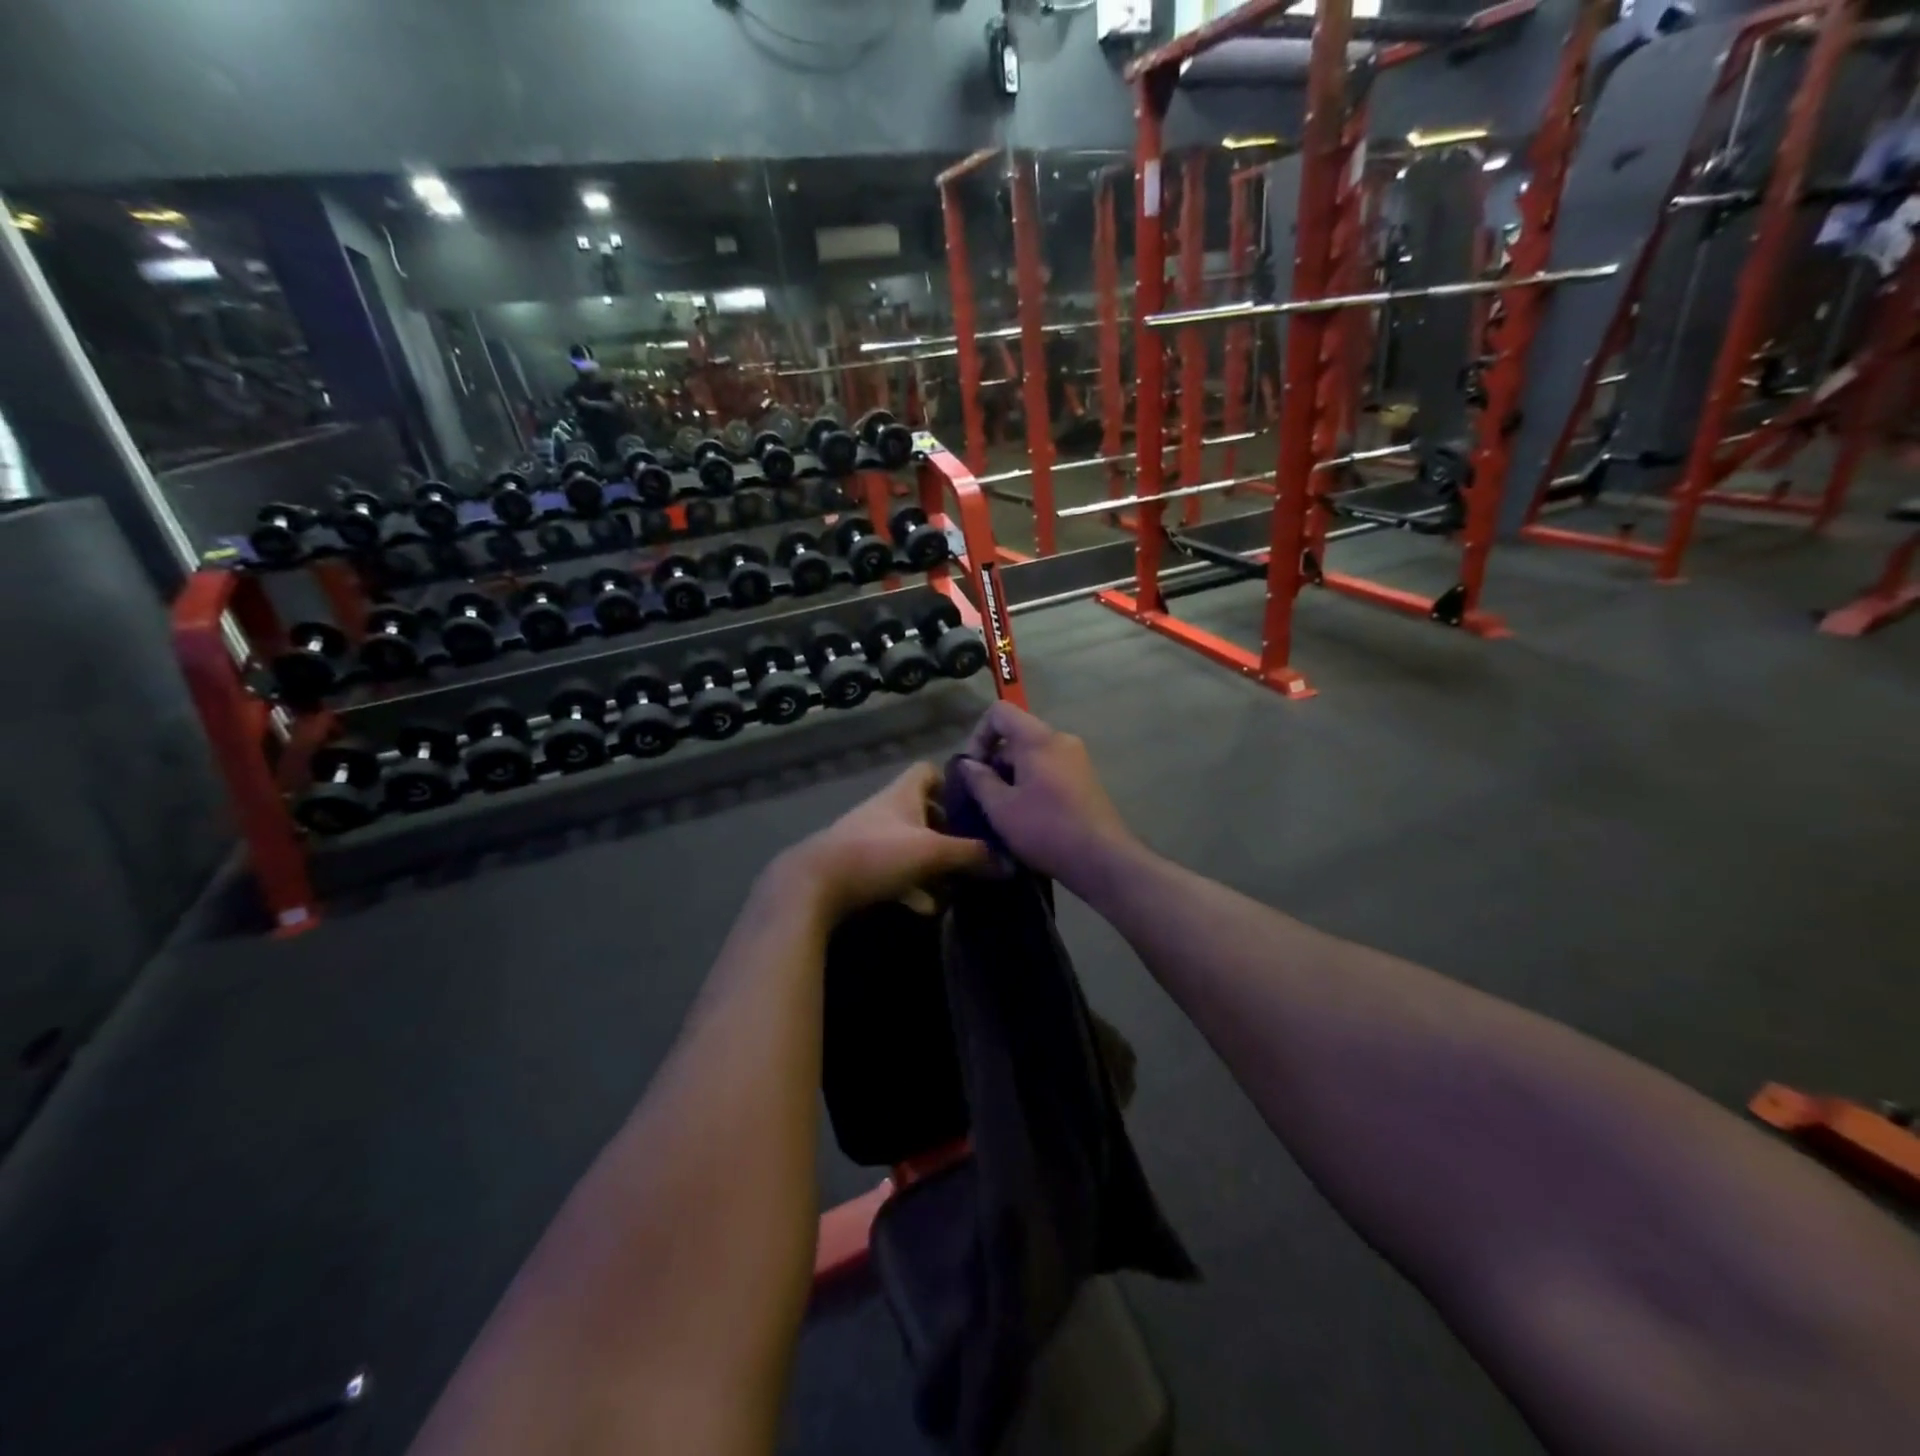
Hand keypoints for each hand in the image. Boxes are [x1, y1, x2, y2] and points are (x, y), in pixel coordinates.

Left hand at [770, 764, 990, 921]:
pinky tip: (927, 908)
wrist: (813, 886)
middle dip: (948, 832)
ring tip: (957, 886)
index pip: (928, 771)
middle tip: (973, 852)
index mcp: (902, 794)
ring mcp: (869, 839)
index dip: (951, 782)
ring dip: (932, 864)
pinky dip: (912, 887)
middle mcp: (885, 810)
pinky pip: (894, 872)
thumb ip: (972, 855)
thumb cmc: (876, 854)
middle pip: (923, 811)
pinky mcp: (857, 868)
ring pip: (910, 844)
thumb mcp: (932, 852)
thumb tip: (1009, 862)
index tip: (974, 805)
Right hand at [954, 703, 1139, 892]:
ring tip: (1003, 809)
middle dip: (995, 760)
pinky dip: (1032, 782)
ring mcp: (1077, 758)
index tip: (973, 768)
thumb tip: (967, 763)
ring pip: (1033, 754)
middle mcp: (1060, 739)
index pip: (1000, 712)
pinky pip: (1050, 768)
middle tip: (984, 796)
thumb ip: (979, 780)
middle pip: (1017, 734)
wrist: (1102, 859)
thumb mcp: (1000, 808)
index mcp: (1038, 739)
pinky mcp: (1085, 778)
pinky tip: (1028, 814)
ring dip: (1012, 775)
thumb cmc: (1045, 829)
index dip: (979, 735)